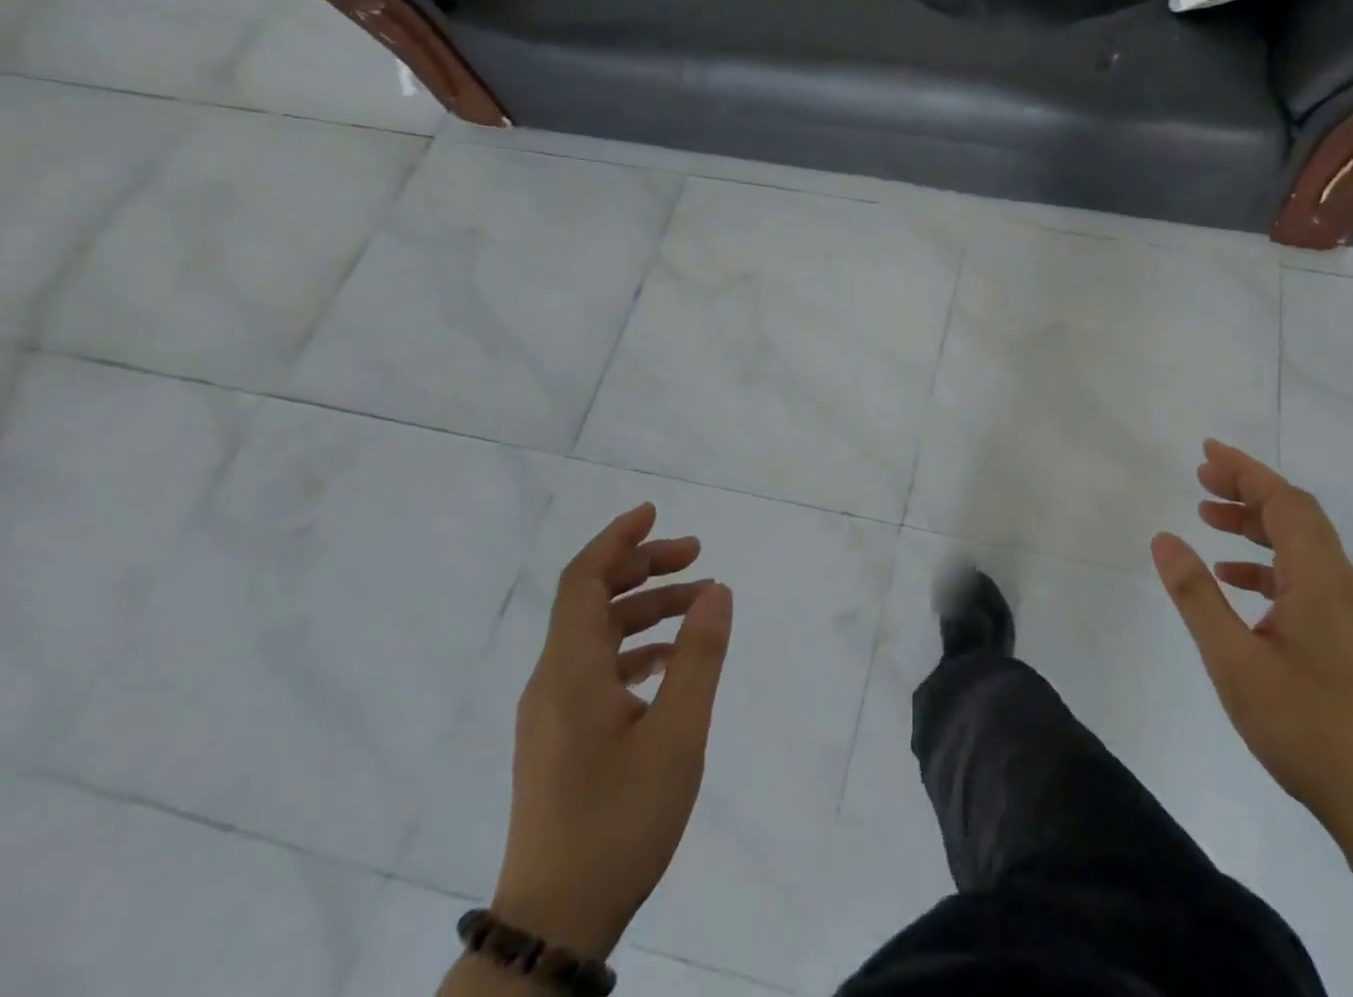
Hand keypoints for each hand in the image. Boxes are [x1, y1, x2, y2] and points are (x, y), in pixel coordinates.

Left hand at [491, 504, 732, 959]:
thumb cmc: (618, 821)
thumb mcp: (677, 734)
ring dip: (646, 609)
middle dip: (643, 568)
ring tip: (700, 606)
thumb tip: (717, 590)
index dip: (617, 539)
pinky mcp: (560, 739)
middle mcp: (552, 682)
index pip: (583, 580)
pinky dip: (636, 648)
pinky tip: (671, 663)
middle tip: (697, 555)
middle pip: (591, 600)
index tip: (655, 511)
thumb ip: (698, 656)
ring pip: (597, 635)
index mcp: (570, 672)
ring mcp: (552, 714)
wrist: (556, 923)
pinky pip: (596, 669)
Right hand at [1151, 441, 1352, 840]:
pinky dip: (1266, 562)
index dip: (1245, 471)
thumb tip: (1164, 537)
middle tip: (1201, 479)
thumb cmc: (1303, 726)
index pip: (1284, 501)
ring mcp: (1346, 608)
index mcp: (1319, 578)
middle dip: (1248, 489)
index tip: (1206, 454)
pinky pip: (1303, 574)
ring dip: (1255, 524)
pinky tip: (1233, 577)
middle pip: (1295, 513)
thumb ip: (1197, 595)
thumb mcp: (1233, 660)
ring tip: (1208, 519)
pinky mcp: (1345, 632)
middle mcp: (1340, 582)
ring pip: (1300, 543)